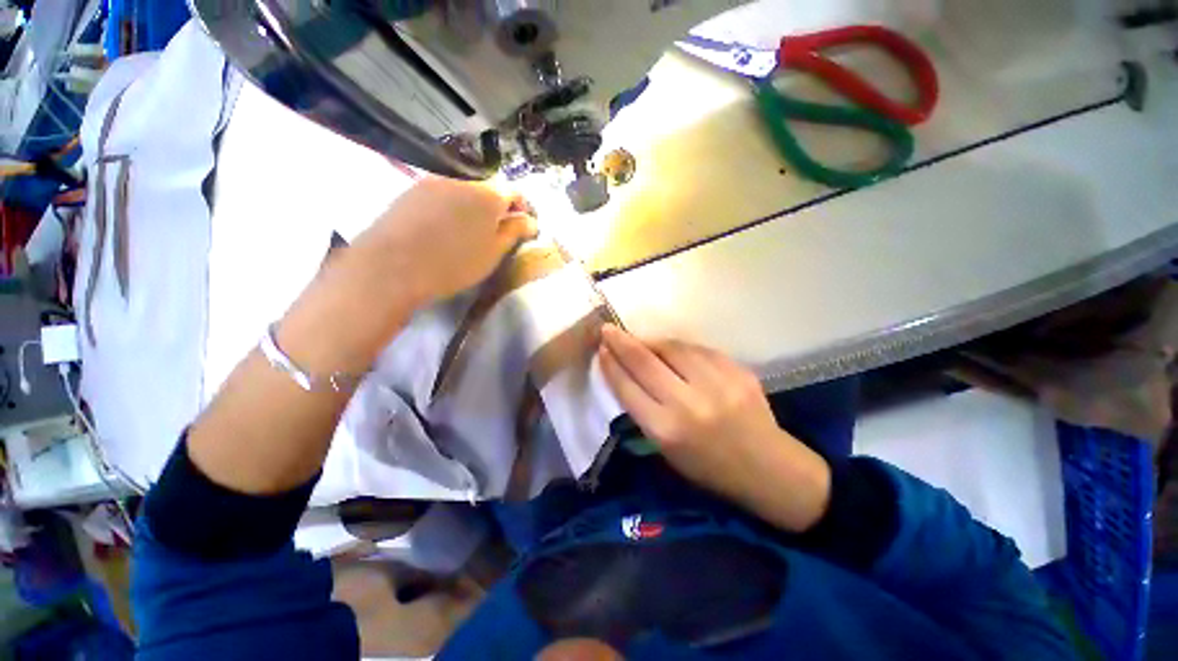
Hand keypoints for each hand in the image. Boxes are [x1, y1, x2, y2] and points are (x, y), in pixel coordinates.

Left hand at [350, 176, 537, 305]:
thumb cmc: (454, 263)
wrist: (393, 265)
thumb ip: (514, 232)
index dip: (523, 209)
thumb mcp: (493, 252)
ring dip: (473, 207)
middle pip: (488, 190)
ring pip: (464, 191)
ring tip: (469, 232)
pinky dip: (451, 207)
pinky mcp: (412, 190)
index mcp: (489, 194)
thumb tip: (530, 220)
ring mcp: (434, 181)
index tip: (523, 227)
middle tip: (496, 233)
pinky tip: (443, 228)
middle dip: (497, 208)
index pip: (515, 192)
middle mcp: (463, 180)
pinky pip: (442, 194)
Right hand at [598, 326, 831, 532]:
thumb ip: (643, 409)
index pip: (627, 386)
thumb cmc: (708, 466)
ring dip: (651, 341)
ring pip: (672, 347)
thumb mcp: (665, 448)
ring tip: (641, 342)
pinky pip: (697, 349)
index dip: (611, 364)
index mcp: (665, 429)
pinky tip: (673, 350)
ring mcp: (716, 383)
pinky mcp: (737, 370)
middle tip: (608, 329)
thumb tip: (626, 372)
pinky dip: (679, 347)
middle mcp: (688, 403)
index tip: (601, 348)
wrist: (768, 469)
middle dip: (621, 342)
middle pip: (644, 361)